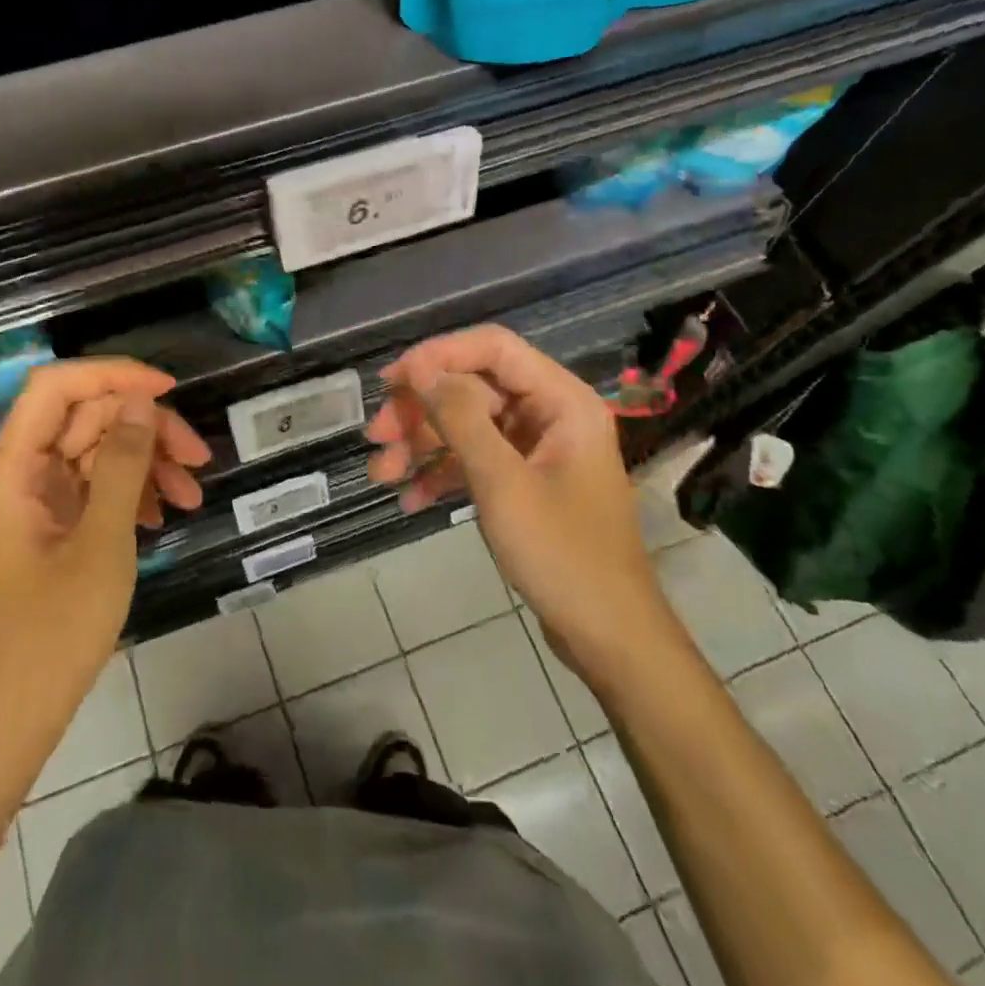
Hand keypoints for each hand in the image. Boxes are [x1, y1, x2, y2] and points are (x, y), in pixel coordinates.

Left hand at [0, 359, 208, 800]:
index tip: (167, 390)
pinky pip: (93, 486)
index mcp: (11, 470)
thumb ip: (121, 465)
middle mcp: (17, 474)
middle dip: (144, 429)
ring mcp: (33, 501)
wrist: (15, 716)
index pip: (55, 388)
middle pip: (85, 419)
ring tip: (191, 495)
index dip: (111, 375)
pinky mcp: (50, 525)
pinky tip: (162, 516)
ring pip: (95, 451)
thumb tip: (140, 401)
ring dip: (146, 463)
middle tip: (198, 457)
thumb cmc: (54, 631)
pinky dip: (131, 492)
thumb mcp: (101, 542)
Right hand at [366, 325, 653, 659]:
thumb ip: (460, 418)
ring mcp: (537, 450)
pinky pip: (476, 461)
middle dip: (421, 411)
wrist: (608, 637)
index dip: (439, 355)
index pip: (493, 348)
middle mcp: (550, 414)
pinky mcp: (525, 482)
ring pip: (468, 426)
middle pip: (473, 388)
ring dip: (423, 446)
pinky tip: (410, 500)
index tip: (392, 380)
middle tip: (376, 436)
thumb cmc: (563, 554)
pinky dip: (443, 474)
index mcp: (561, 400)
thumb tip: (421, 371)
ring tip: (380, 475)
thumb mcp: (502, 483)